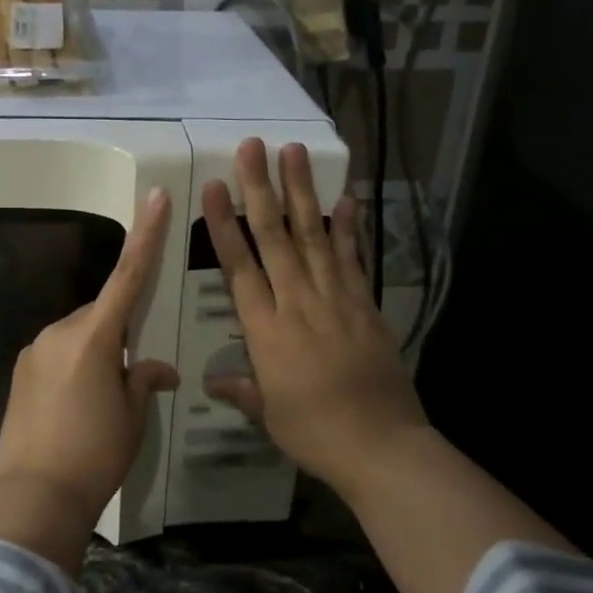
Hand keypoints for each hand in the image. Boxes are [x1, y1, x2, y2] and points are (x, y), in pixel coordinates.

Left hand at [0, 188, 179, 570]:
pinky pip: (57, 356)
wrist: (35, 494)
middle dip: (118, 334)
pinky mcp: (20, 373)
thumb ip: (143, 381)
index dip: (145, 235)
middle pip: (100, 315)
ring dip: (95, 354)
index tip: (154, 197)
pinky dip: (74, 368)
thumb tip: (158, 369)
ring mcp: (35, 351)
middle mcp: (60, 332)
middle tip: (133, 374)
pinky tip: (76, 408)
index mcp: (94, 336)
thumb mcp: (132, 417)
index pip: (128, 276)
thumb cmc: (95, 453)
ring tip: (102, 402)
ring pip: (78, 337)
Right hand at [202, 138, 430, 499]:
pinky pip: (353, 258)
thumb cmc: (315, 432)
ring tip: (293, 152)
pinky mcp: (365, 304)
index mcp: (266, 330)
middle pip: (274, 237)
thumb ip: (241, 389)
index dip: (225, 225)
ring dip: (302, 192)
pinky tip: (347, 196)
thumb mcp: (268, 414)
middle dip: (261, 189)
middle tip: (252, 146)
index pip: (239, 268)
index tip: (214, 187)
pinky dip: (349, 226)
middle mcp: (298, 303)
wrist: (382, 446)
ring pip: (314, 235)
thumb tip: (210, 381)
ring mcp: (336, 299)